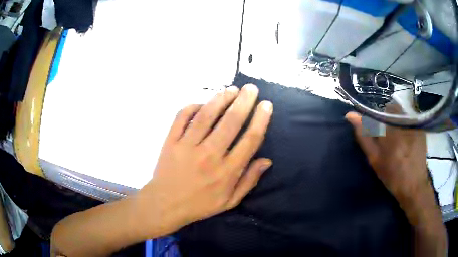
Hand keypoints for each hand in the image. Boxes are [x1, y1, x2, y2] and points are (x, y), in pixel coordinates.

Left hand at [138, 84, 272, 236]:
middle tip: (251, 89)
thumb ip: (249, 180)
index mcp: (227, 171)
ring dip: (221, 99)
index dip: (261, 119)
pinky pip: (182, 117)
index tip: (266, 105)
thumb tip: (266, 160)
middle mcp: (209, 155)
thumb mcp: (230, 200)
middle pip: (231, 122)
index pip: (250, 139)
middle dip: (244, 101)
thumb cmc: (200, 204)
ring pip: (207, 115)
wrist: (165, 204)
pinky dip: (193, 106)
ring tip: (231, 90)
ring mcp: (187, 146)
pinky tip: (202, 103)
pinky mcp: (171, 141)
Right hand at [345, 112, 429, 202]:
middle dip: (387, 119)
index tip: (377, 132)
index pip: (380, 111)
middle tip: (387, 137)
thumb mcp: (374, 158)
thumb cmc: (392, 175)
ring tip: (398, 141)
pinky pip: (410, 120)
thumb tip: (350, 115)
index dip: (376, 119)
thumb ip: (363, 135)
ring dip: (397, 122)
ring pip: (401, 113)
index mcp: (390, 128)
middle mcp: (403, 121)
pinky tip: (407, 142)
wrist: (413, 186)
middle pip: (392, 109)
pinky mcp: (420, 128)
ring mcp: (414, 124)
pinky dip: (406, 127)